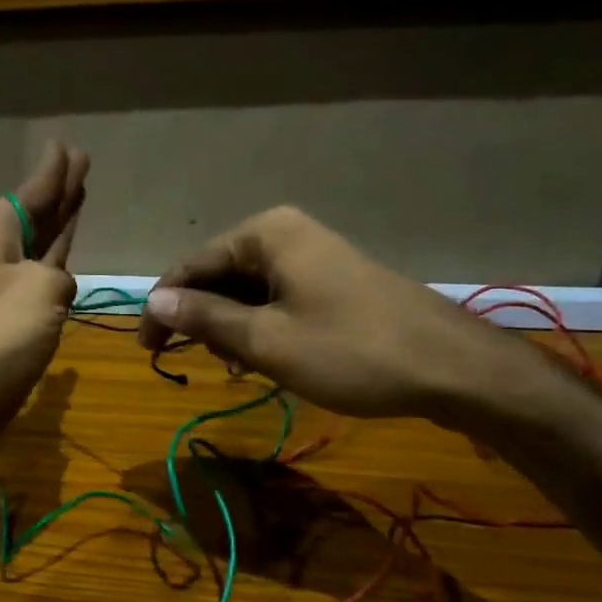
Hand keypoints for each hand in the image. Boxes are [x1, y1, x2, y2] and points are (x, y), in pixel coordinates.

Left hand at [0, 142, 89, 457]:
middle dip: (58, 191)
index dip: (54, 172)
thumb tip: (58, 287)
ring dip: (58, 223)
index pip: (32, 191)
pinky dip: (55, 263)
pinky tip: (67, 260)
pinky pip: (39, 277)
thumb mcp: (42, 290)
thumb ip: (60, 276)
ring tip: (79, 196)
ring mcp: (2, 288)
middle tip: (81, 163)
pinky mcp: (10, 320)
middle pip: (34, 213)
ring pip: (38, 244)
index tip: (67, 146)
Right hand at [135, 206, 528, 421]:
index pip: (191, 267)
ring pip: (247, 291)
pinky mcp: (332, 279)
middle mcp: (286, 232)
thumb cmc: (351, 351)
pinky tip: (263, 359)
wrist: (454, 368)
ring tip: (236, 367)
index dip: (163, 309)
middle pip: (219, 276)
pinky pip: (277, 298)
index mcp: (265, 233)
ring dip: (231, 328)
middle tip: (195, 363)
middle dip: (202, 320)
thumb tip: (154, 302)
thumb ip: (205, 318)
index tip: (147, 350)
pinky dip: (261, 327)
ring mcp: (313, 254)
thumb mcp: (267, 341)